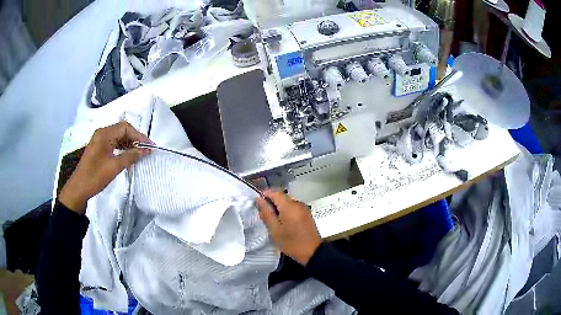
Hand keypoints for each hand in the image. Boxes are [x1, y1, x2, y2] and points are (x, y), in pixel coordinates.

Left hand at [58, 122, 152, 212]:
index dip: (139, 136)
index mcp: (104, 134)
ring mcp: (99, 140)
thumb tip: (145, 150)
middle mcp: (102, 133)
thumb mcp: (114, 167)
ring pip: (118, 137)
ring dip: (130, 144)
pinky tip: (128, 156)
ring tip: (140, 153)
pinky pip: (114, 143)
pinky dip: (123, 148)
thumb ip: (130, 157)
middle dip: (135, 139)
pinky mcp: (99, 148)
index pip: (125, 128)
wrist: (78, 189)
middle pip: (122, 130)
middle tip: (147, 150)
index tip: (150, 146)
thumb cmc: (95, 177)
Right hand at [257, 190, 321, 264]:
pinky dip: (286, 211)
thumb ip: (266, 213)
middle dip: (271, 203)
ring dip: (279, 208)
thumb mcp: (275, 230)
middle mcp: (298, 203)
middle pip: (281, 197)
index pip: (275, 192)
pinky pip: (293, 208)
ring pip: (287, 202)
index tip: (257, 204)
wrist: (313, 252)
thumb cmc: (291, 243)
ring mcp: (304, 208)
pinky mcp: (307, 214)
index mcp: (289, 206)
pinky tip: (283, 223)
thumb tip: (259, 199)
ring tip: (272, 221)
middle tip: (264, 215)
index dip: (265, 195)